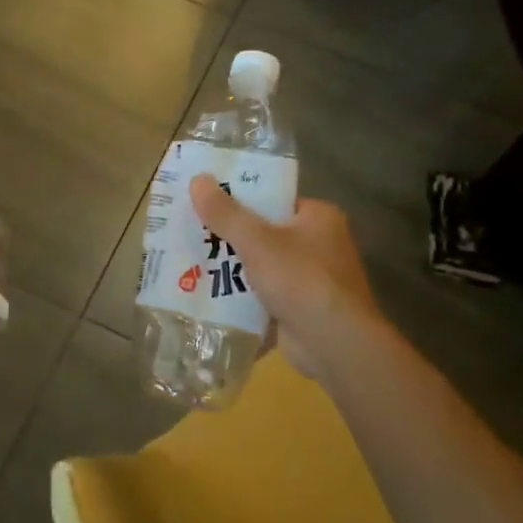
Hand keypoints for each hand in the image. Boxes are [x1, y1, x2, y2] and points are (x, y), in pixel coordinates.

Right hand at [190, 175, 382, 381]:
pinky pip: (264, 293)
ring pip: (261, 265)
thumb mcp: (257, 241)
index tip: (204, 201)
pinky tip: (208, 294)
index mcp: (318, 217)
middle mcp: (319, 243)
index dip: (238, 198)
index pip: (273, 199)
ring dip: (231, 268)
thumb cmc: (301, 280)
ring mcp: (311, 278)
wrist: (334, 344)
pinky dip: (241, 295)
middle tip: (189, 232)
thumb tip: (197, 179)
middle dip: (229, 236)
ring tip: (189, 261)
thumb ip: (226, 213)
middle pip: (264, 232)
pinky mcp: (301, 307)